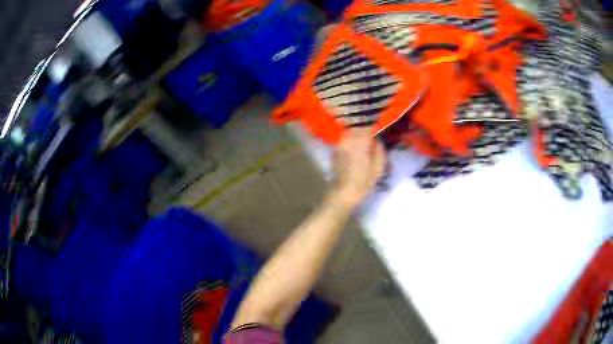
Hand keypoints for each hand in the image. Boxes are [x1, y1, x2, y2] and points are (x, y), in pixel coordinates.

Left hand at [330, 128, 385, 208]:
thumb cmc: (364, 182)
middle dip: (364, 125)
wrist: (343, 192)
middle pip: (358, 125)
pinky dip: (351, 137)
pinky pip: (345, 138)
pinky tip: (356, 143)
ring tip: (364, 134)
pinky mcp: (335, 149)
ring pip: (350, 130)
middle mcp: (349, 139)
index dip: (373, 122)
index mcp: (361, 142)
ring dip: (357, 130)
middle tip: (372, 126)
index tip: (378, 122)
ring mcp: (340, 143)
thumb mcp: (378, 167)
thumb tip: (376, 139)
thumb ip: (379, 149)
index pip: (367, 125)